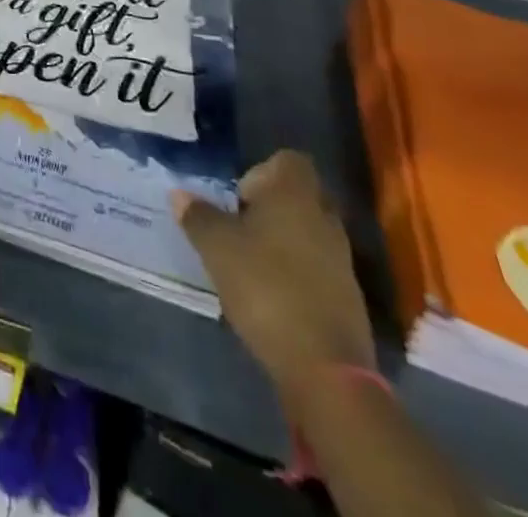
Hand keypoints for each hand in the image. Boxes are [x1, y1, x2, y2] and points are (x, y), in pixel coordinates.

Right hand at [172, 151, 375, 414]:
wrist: (324, 368)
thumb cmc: (265, 286)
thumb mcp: (216, 247)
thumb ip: (197, 216)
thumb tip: (180, 194)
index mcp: (295, 195)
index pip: (288, 160)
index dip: (261, 171)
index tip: (238, 198)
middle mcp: (324, 218)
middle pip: (297, 197)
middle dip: (269, 208)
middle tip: (238, 228)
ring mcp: (341, 260)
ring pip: (307, 233)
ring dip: (281, 242)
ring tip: (249, 264)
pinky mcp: (347, 298)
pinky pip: (316, 268)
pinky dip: (295, 273)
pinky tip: (270, 294)